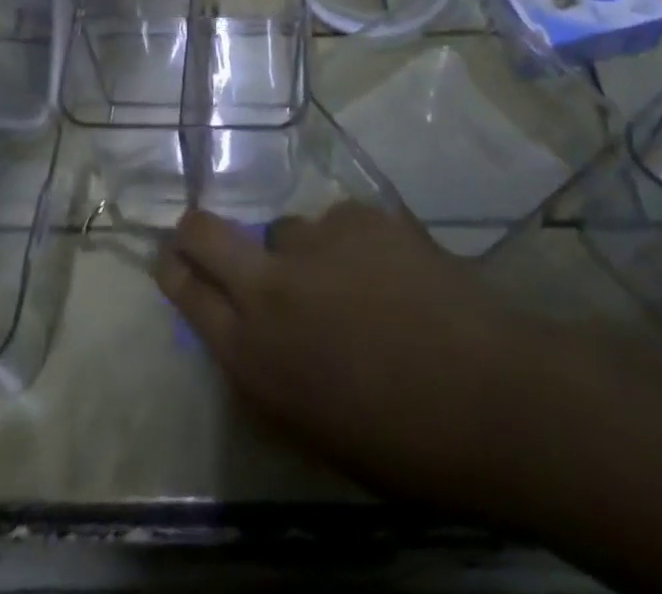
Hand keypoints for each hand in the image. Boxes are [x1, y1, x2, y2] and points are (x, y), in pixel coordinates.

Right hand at [155, 203, 547, 510]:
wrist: (490, 397)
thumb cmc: (400, 445)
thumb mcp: (310, 427)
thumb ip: (268, 371)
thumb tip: (251, 331)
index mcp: (253, 353)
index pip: (186, 292)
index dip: (173, 270)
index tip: (171, 259)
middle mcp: (271, 286)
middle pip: (205, 234)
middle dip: (194, 232)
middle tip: (201, 235)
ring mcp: (317, 241)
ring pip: (287, 229)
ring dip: (303, 252)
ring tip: (352, 282)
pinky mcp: (362, 215)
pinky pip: (341, 223)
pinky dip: (354, 244)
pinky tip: (393, 272)